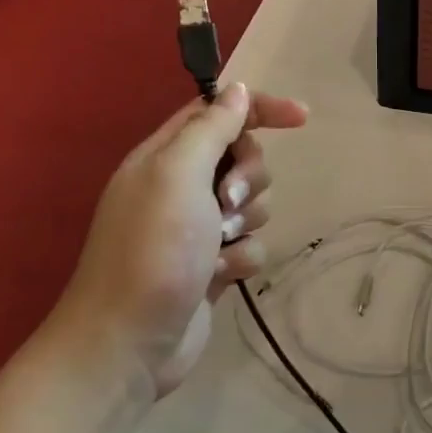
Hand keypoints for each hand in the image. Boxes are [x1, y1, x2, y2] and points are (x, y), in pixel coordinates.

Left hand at [49, 83, 307, 396]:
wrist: (130, 342)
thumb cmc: (152, 250)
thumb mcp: (177, 175)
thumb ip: (210, 128)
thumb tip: (237, 91)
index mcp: (165, 156)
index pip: (218, 112)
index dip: (260, 109)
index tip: (302, 118)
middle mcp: (181, 187)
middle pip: (244, 158)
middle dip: (249, 178)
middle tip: (227, 202)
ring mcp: (198, 229)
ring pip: (254, 204)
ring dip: (245, 222)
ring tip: (218, 245)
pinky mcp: (213, 265)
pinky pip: (251, 245)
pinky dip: (241, 259)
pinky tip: (220, 276)